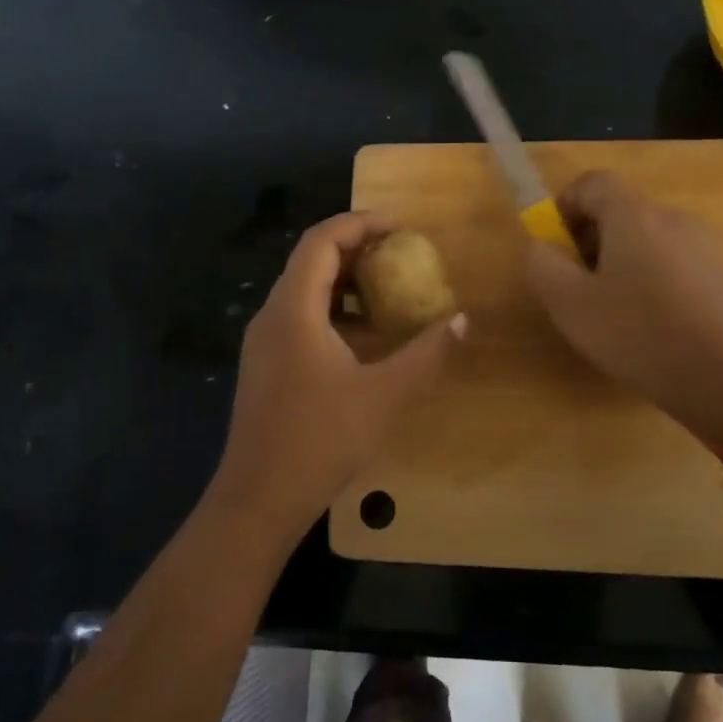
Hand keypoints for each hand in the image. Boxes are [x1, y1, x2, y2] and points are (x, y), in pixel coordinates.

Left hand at [207, 213, 465, 535]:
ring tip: (389, 293)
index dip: (361, 223)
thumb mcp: (385, 395)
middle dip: (357, 250)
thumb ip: (427, 353)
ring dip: (345, 284)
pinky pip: (299, 320)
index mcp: (294, 310)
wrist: (259, 497)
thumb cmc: (321, 440)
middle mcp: (272, 316)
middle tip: (401, 256)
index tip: (401, 228)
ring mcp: (263, 343)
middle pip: (311, 261)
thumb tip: (463, 319)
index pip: (322, 241)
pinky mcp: (265, 366)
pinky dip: (333, 314)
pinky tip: (364, 340)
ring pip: (304, 292)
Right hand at [525, 171, 722, 446]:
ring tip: (613, 313)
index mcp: (634, 215)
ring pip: (648, 241)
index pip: (593, 182)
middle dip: (590, 241)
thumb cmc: (638, 334)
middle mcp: (674, 219)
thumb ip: (543, 264)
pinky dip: (652, 283)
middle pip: (621, 212)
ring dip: (621, 264)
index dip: (564, 206)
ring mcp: (705, 247)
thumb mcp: (569, 304)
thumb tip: (542, 246)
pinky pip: (674, 266)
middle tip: (577, 287)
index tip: (553, 246)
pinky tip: (650, 328)